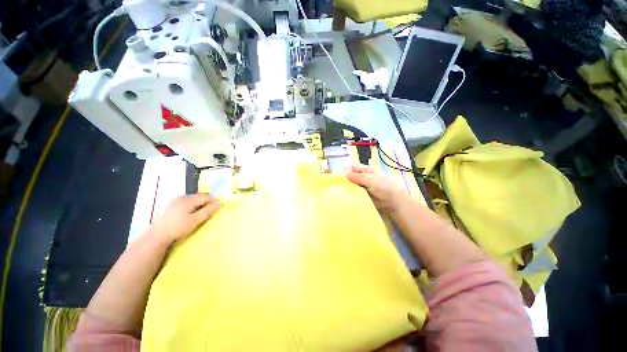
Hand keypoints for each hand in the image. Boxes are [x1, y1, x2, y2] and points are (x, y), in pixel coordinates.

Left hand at [149, 194, 221, 244]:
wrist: (157, 235)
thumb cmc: (178, 228)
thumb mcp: (196, 220)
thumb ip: (208, 211)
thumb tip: (219, 204)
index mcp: (189, 199)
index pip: (206, 196)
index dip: (213, 201)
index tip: (217, 208)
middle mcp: (182, 197)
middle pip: (199, 196)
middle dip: (206, 202)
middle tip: (209, 212)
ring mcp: (175, 200)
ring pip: (192, 199)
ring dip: (199, 204)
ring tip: (200, 213)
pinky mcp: (171, 205)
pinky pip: (186, 202)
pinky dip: (191, 205)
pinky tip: (190, 214)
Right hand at [346, 164, 405, 213]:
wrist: (394, 202)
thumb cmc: (385, 188)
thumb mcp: (372, 181)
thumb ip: (359, 177)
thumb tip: (345, 173)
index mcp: (365, 170)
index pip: (352, 167)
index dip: (347, 170)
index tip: (342, 178)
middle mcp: (362, 177)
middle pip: (350, 176)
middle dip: (345, 180)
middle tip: (340, 187)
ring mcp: (361, 187)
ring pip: (351, 185)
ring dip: (346, 188)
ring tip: (341, 194)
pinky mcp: (361, 195)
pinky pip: (353, 194)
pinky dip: (350, 195)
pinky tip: (346, 199)